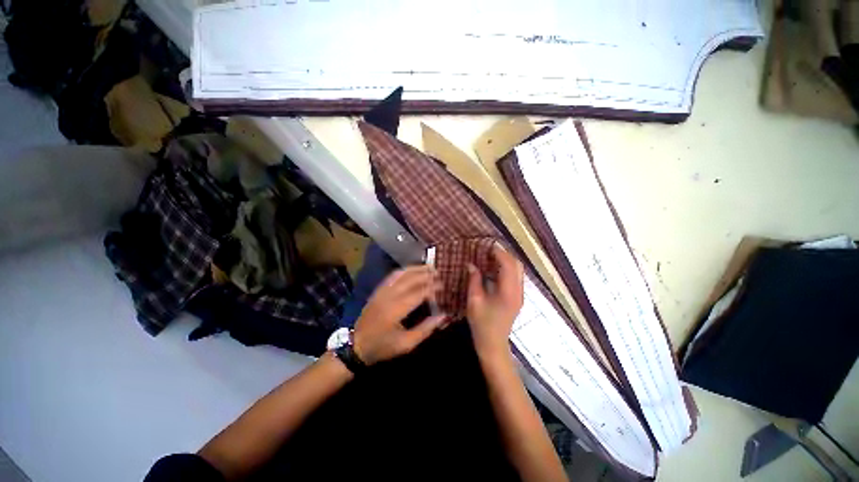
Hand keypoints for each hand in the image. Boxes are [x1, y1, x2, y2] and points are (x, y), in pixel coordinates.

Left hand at [353, 265, 447, 365]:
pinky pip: (392, 275)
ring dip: (416, 269)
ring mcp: (382, 290)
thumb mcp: (406, 344)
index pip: (419, 292)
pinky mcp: (378, 290)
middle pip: (411, 279)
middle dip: (426, 274)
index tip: (443, 285)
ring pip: (401, 274)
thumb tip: (443, 316)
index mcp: (396, 309)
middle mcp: (389, 295)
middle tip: (439, 273)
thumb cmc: (382, 346)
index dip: (432, 287)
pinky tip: (412, 269)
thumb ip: (425, 329)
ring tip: (428, 267)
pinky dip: (404, 270)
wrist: (355, 345)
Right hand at [466, 244, 523, 359]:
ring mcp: (519, 295)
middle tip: (489, 250)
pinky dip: (506, 269)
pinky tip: (493, 270)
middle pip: (517, 265)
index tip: (487, 246)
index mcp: (508, 292)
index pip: (508, 265)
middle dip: (504, 255)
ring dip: (506, 261)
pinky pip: (515, 277)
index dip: (499, 253)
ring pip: (517, 270)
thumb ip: (474, 280)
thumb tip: (471, 264)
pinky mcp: (517, 298)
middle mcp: (518, 291)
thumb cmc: (482, 324)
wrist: (493, 344)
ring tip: (490, 257)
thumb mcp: (474, 301)